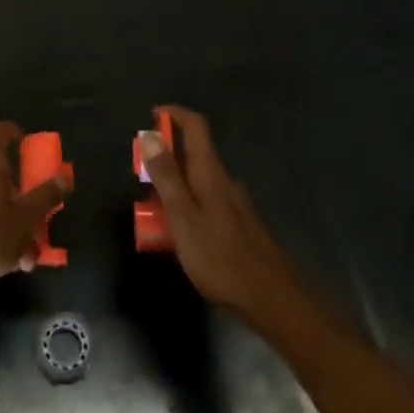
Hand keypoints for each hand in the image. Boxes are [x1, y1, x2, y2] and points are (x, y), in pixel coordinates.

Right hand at [140, 106, 304, 325]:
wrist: (271, 298)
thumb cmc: (220, 256)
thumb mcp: (183, 216)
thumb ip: (166, 176)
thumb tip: (150, 134)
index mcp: (210, 173)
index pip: (196, 126)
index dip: (174, 114)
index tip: (152, 116)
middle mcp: (224, 181)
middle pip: (195, 153)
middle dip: (166, 157)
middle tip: (142, 177)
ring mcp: (235, 204)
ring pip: (199, 181)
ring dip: (175, 185)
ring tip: (153, 212)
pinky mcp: (238, 225)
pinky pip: (206, 202)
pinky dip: (187, 206)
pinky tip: (178, 235)